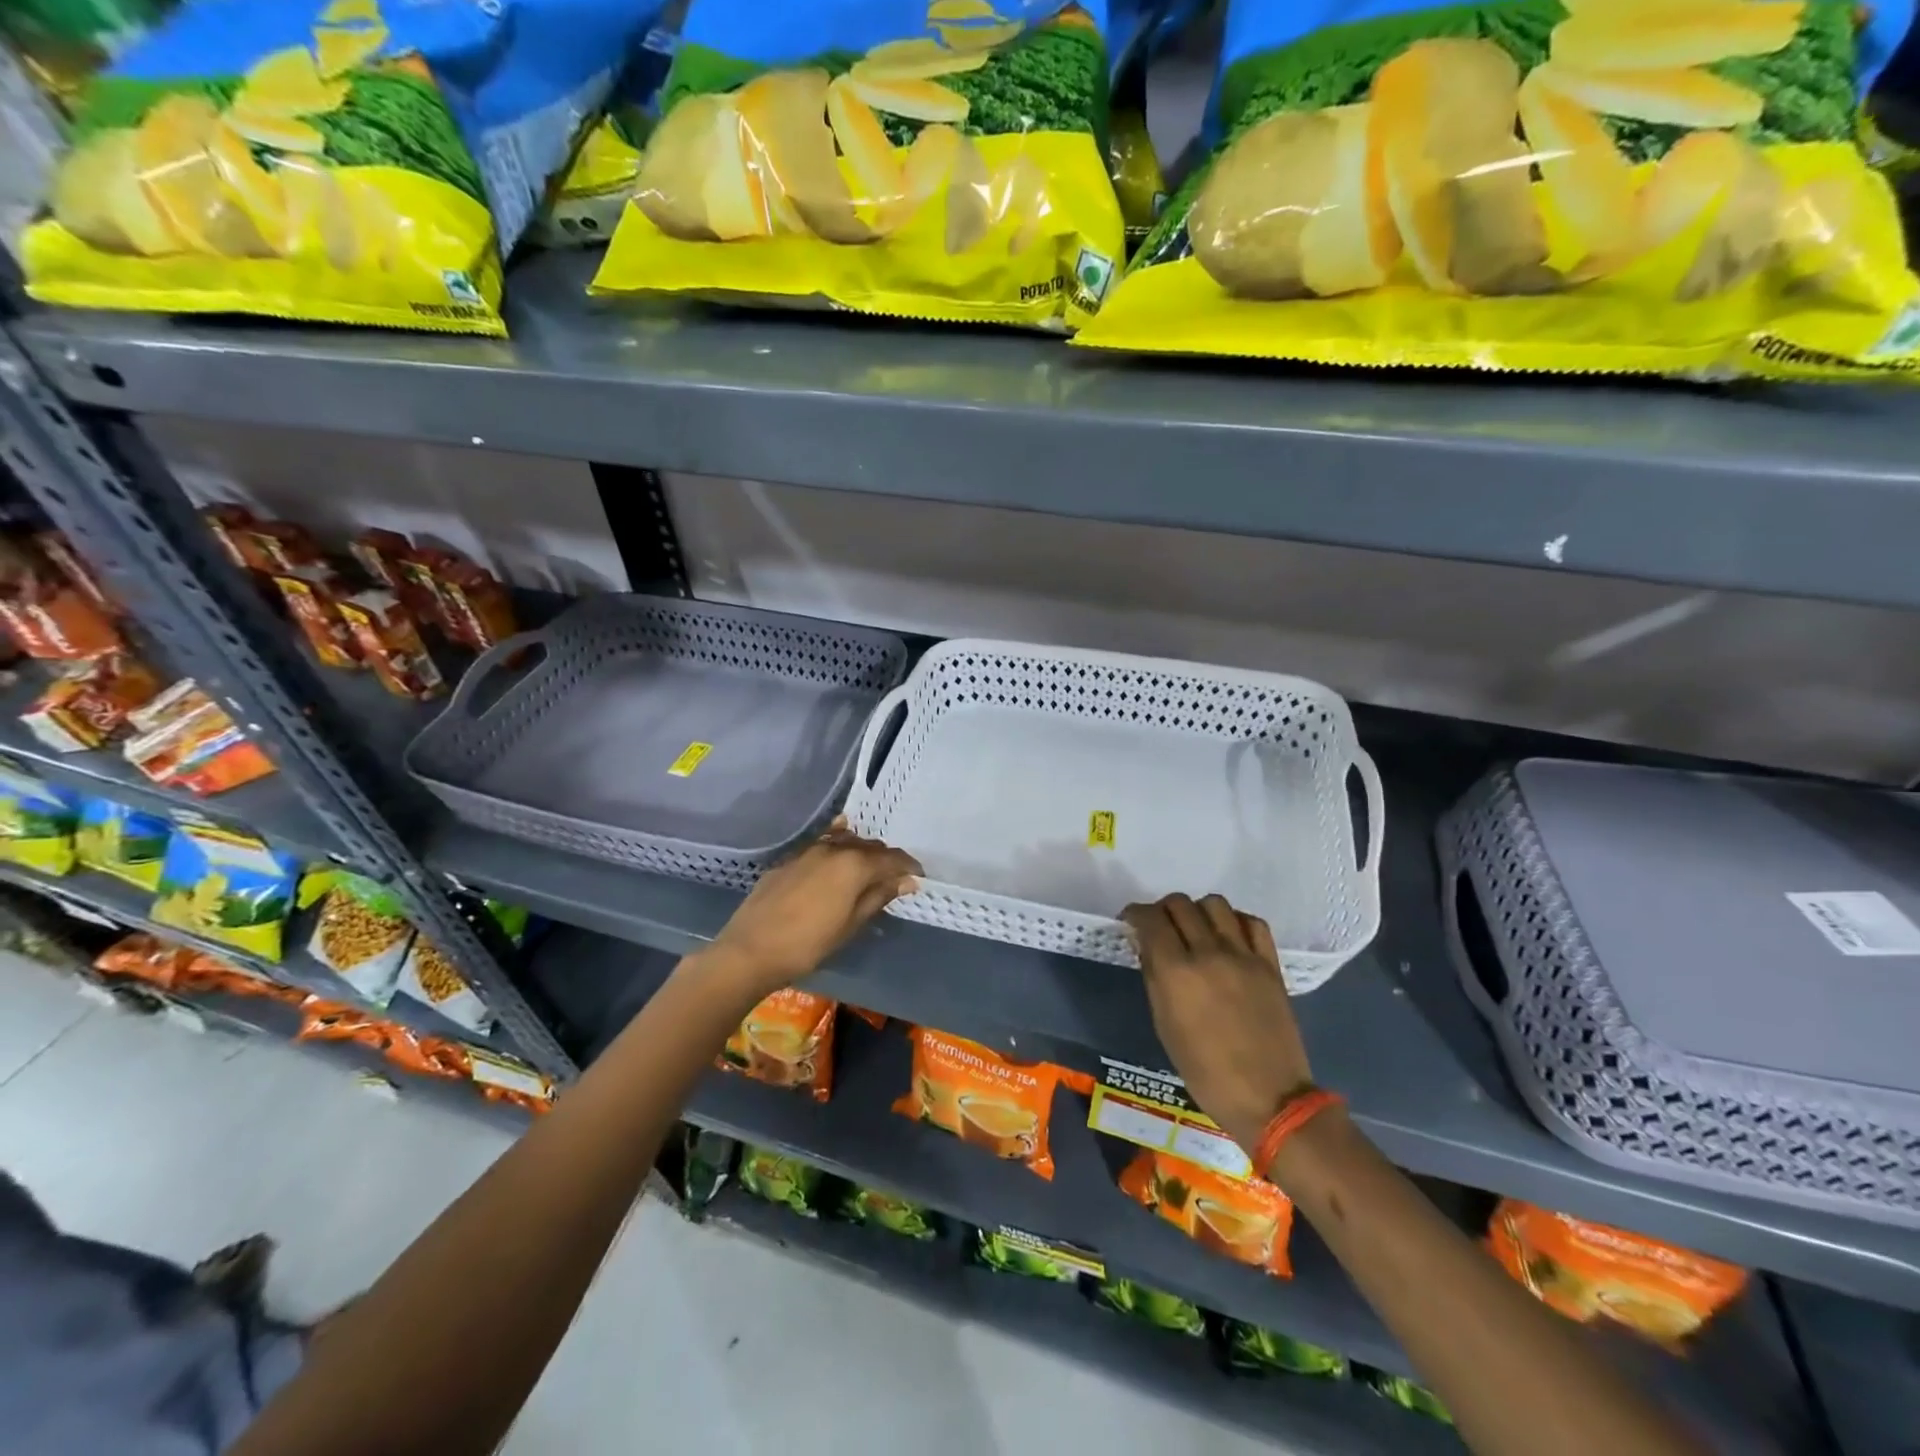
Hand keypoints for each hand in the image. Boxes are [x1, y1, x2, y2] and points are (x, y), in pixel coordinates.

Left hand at [698, 818, 920, 1001]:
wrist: (750, 949)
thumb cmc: (808, 943)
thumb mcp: (851, 924)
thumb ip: (879, 896)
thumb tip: (906, 880)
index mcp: (855, 864)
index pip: (892, 858)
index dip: (909, 866)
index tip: (918, 878)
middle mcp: (834, 848)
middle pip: (869, 846)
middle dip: (885, 860)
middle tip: (894, 878)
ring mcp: (808, 850)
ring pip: (845, 842)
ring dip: (861, 852)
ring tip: (867, 870)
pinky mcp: (789, 859)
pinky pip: (821, 845)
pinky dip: (836, 848)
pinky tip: (838, 853)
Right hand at [1123, 894, 1313, 1153]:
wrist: (1268, 1097)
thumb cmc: (1204, 1071)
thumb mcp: (1164, 1025)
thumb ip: (1154, 977)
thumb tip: (1147, 945)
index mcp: (1176, 972)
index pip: (1150, 919)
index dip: (1136, 913)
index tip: (1131, 920)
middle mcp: (1208, 953)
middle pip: (1180, 904)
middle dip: (1163, 910)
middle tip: (1161, 926)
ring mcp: (1243, 956)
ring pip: (1215, 903)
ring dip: (1198, 910)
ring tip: (1196, 929)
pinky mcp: (1270, 964)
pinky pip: (1252, 922)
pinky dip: (1235, 921)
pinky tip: (1228, 936)